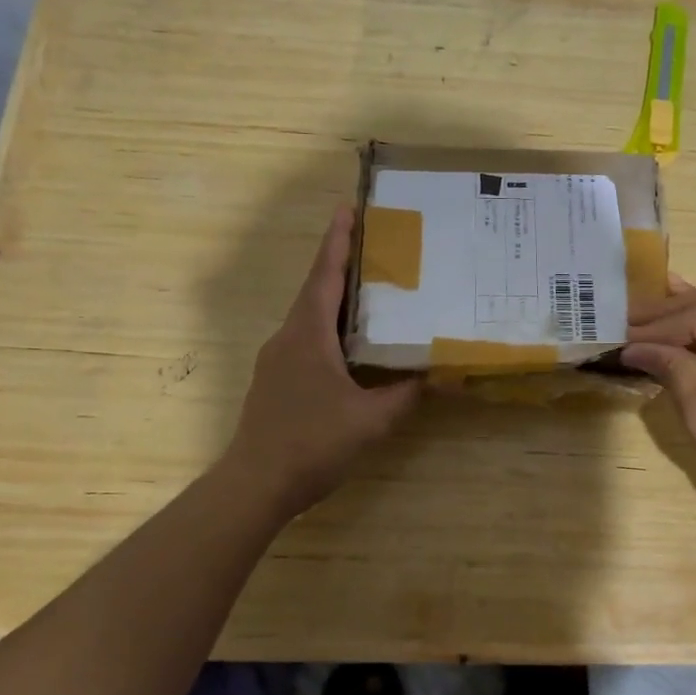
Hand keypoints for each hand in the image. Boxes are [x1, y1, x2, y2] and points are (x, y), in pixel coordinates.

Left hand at [220, 206, 420, 518]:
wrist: (254, 485)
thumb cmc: (312, 443)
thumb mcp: (370, 420)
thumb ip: (406, 394)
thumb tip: (441, 375)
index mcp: (308, 335)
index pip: (325, 276)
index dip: (337, 241)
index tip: (348, 209)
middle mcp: (288, 337)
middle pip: (316, 290)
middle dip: (340, 265)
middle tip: (374, 247)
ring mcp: (277, 360)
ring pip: (309, 317)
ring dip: (335, 299)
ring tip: (370, 292)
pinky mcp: (275, 381)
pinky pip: (305, 340)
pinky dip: (328, 329)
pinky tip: (350, 346)